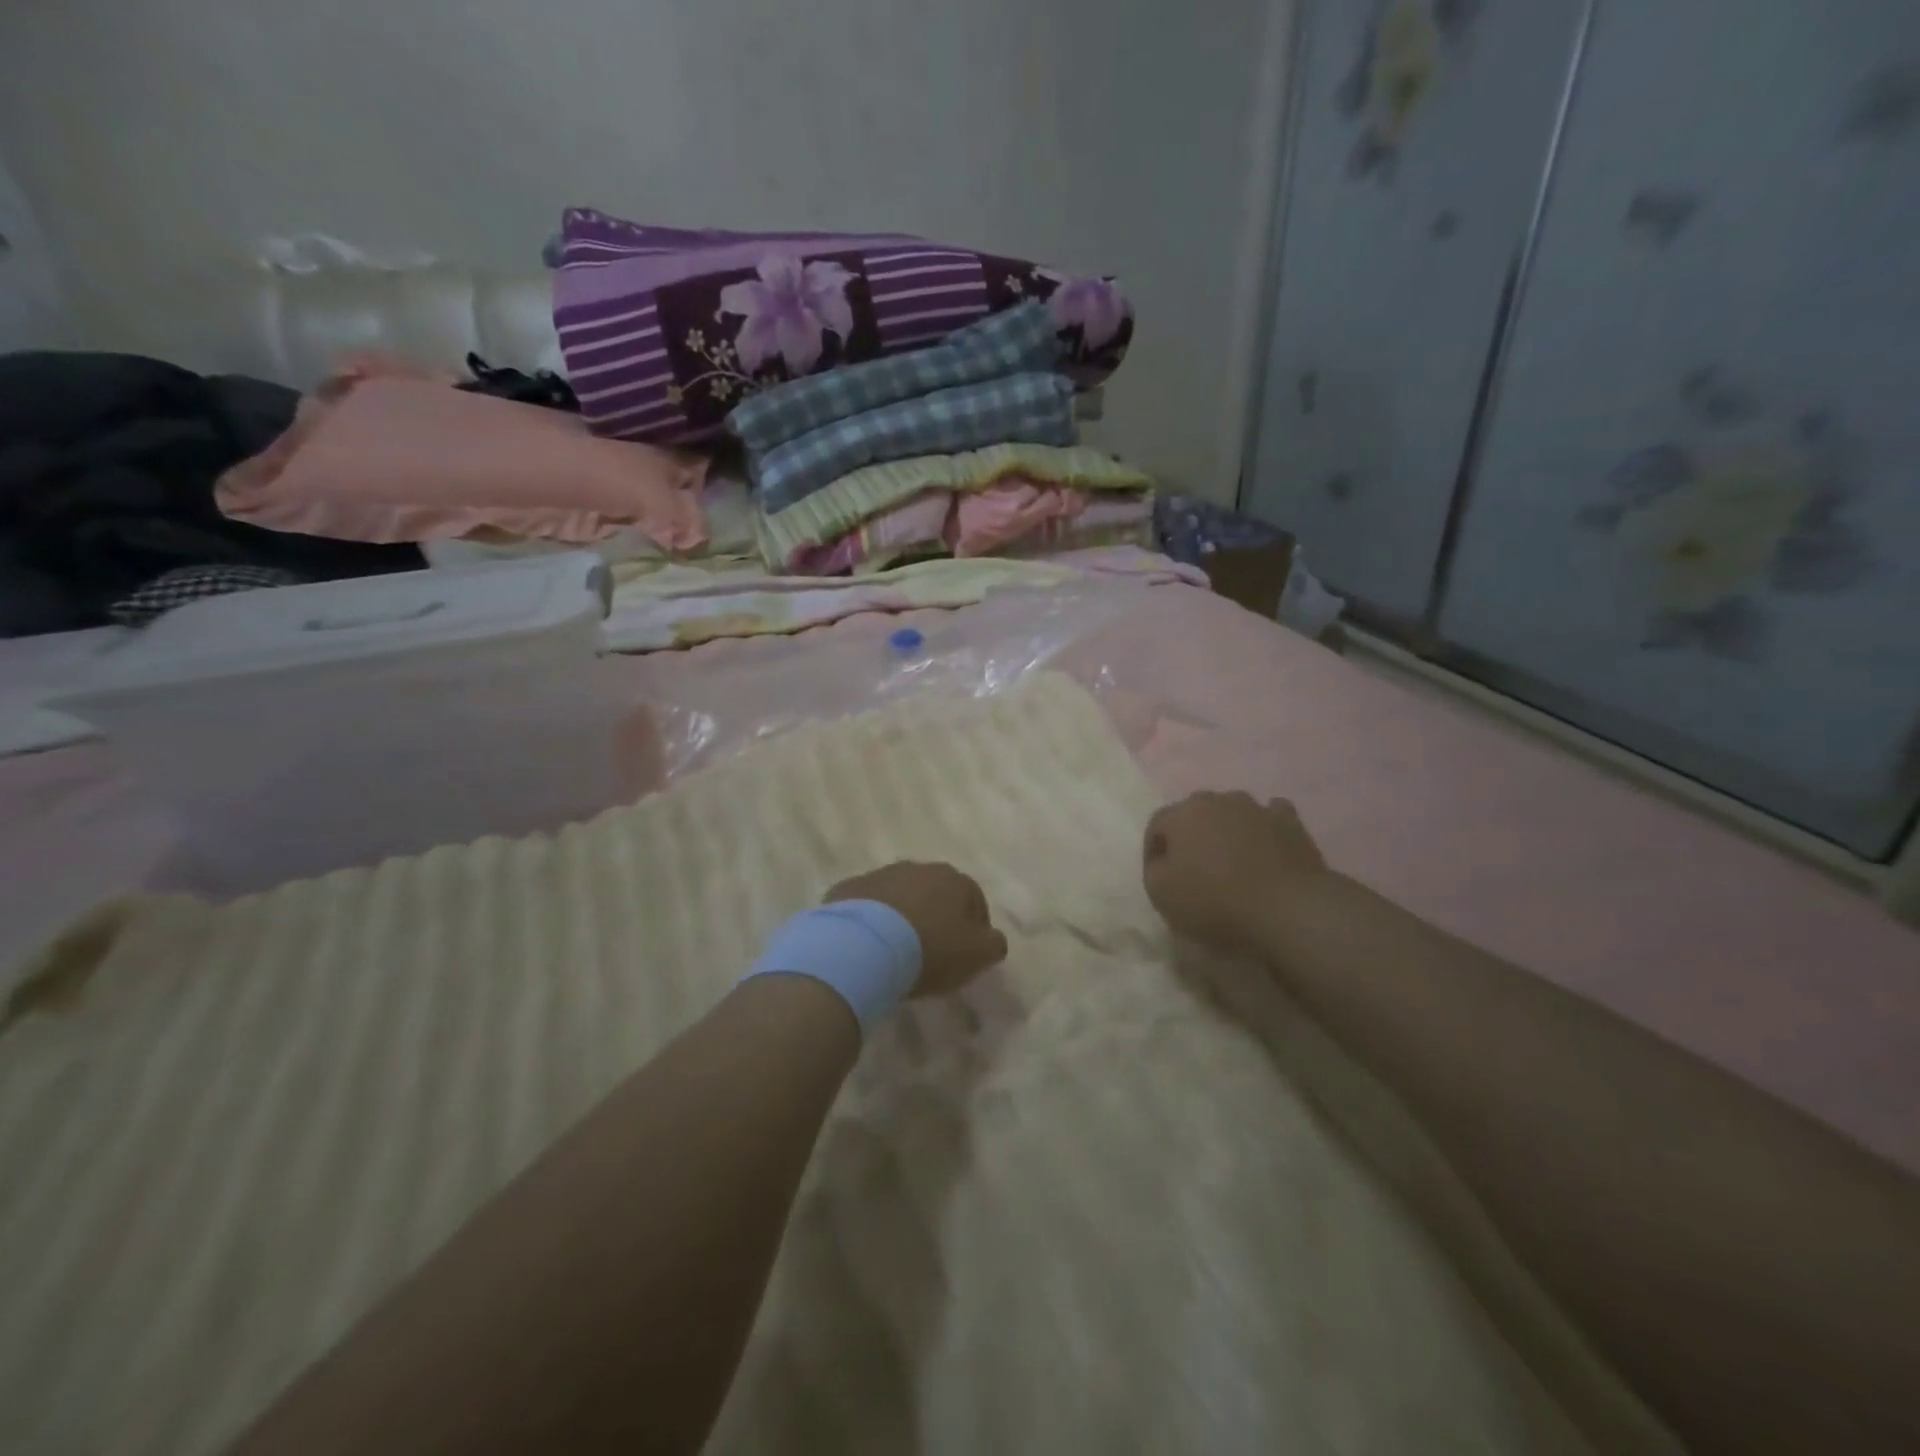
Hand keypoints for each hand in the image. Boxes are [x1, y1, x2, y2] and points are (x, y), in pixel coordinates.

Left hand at [826, 862, 1008, 996]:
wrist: (864, 946)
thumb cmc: (930, 949)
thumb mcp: (976, 955)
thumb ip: (993, 944)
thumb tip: (992, 939)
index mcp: (954, 879)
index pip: (974, 900)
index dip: (974, 928)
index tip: (965, 955)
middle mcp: (918, 868)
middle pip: (935, 893)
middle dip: (936, 917)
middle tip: (931, 952)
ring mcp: (880, 875)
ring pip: (899, 896)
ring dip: (902, 916)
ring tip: (896, 950)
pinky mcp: (849, 889)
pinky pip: (867, 906)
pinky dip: (871, 921)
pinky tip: (868, 946)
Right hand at [1143, 791, 1328, 951]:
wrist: (1289, 909)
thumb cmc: (1215, 901)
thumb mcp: (1161, 894)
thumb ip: (1154, 870)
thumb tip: (1163, 861)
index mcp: (1182, 814)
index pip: (1157, 826)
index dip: (1154, 852)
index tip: (1160, 879)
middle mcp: (1218, 800)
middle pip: (1194, 814)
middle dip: (1191, 837)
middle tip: (1194, 869)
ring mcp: (1257, 808)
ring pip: (1233, 813)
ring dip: (1227, 831)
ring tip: (1232, 863)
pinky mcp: (1291, 823)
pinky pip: (1271, 819)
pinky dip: (1264, 831)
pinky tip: (1266, 851)